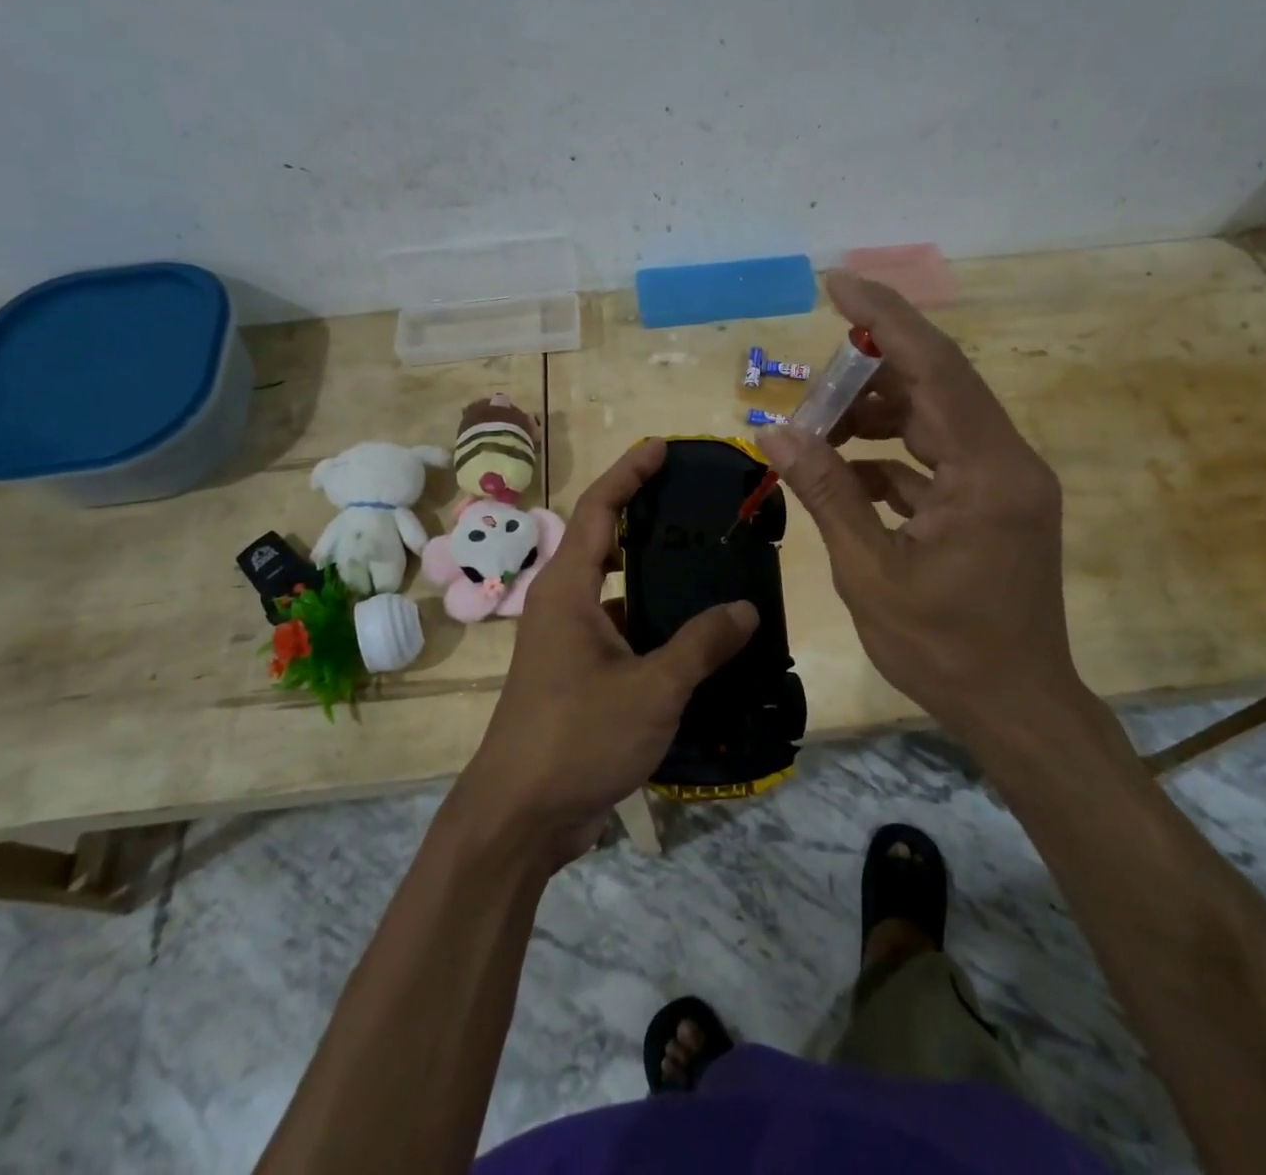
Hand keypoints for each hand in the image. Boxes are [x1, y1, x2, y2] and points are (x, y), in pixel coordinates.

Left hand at [457, 439, 757, 863]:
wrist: (520, 817)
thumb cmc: (577, 738)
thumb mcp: (651, 689)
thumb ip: (700, 644)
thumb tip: (745, 608)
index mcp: (567, 590)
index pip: (598, 509)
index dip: (629, 472)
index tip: (662, 447)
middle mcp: (563, 606)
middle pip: (605, 542)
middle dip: (645, 515)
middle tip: (697, 505)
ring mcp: (569, 643)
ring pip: (617, 592)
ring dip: (656, 577)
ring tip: (711, 565)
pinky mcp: (579, 677)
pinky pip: (623, 633)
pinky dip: (656, 626)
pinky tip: (699, 637)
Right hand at [759, 271, 1086, 748]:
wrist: (1016, 708)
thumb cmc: (944, 649)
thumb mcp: (871, 572)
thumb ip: (827, 494)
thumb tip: (776, 434)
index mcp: (987, 472)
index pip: (936, 368)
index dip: (885, 319)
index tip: (837, 283)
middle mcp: (1006, 461)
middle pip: (934, 387)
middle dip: (866, 377)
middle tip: (807, 388)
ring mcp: (1003, 482)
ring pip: (933, 420)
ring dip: (874, 419)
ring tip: (816, 433)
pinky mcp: (993, 503)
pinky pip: (935, 459)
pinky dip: (889, 459)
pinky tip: (845, 479)